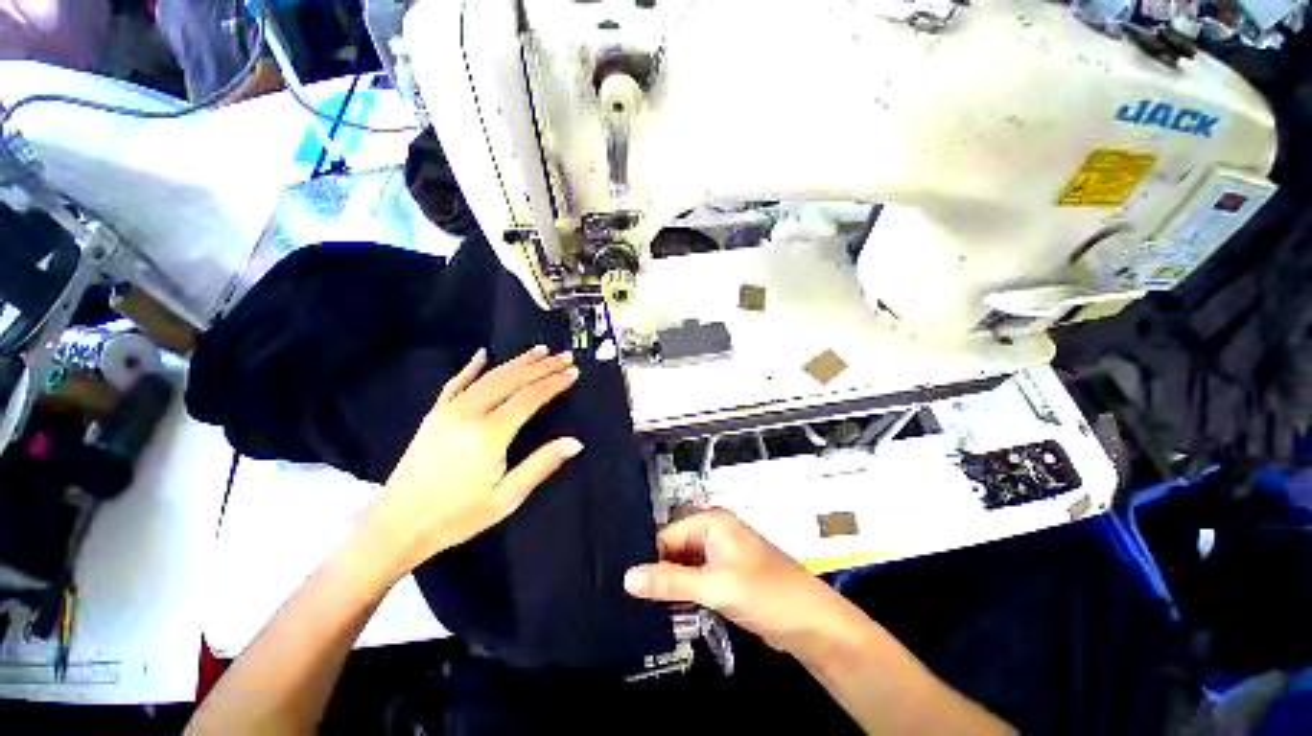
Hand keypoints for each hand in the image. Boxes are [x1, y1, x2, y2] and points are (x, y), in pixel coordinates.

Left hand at [359, 346, 582, 582]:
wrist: (396, 525)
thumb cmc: (457, 516)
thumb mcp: (507, 497)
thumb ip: (541, 465)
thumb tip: (575, 443)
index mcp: (490, 434)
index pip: (530, 398)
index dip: (554, 383)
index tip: (573, 373)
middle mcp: (469, 414)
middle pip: (512, 380)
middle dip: (542, 366)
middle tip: (564, 356)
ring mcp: (448, 411)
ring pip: (489, 377)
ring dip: (517, 362)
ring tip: (539, 351)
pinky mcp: (434, 415)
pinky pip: (455, 383)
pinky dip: (471, 367)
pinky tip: (483, 354)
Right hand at [624, 509, 848, 654]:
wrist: (812, 624)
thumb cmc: (766, 595)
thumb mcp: (715, 587)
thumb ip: (670, 582)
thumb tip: (627, 578)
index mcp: (711, 522)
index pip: (666, 535)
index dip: (649, 559)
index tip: (630, 587)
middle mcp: (714, 532)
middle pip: (674, 549)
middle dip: (659, 572)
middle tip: (636, 601)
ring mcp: (722, 555)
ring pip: (684, 566)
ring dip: (672, 586)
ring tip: (647, 609)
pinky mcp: (727, 576)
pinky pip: (697, 579)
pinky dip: (686, 593)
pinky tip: (672, 611)